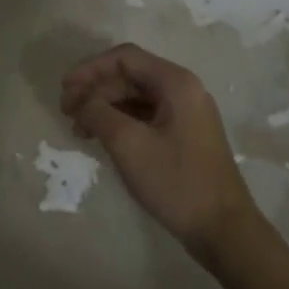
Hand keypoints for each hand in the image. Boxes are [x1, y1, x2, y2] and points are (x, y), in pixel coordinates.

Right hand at [60, 44, 262, 258]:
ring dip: (104, 107)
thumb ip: (97, 112)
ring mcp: (186, 113)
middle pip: (129, 75)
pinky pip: (145, 116)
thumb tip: (78, 98)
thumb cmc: (176, 182)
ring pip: (136, 97)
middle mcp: (184, 90)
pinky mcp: (184, 135)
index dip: (90, 69)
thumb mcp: (128, 144)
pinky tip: (102, 138)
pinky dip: (120, 122)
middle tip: (67, 113)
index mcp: (176, 83)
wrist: (223, 230)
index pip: (124, 57)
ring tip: (79, 129)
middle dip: (95, 90)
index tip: (64, 89)